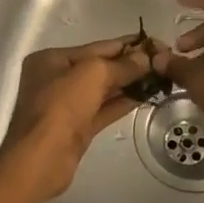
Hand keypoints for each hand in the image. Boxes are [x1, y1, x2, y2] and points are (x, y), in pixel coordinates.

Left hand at [0, 36, 151, 201]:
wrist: (41, 159)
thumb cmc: (61, 106)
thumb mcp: (92, 74)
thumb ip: (122, 65)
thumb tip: (146, 58)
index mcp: (52, 59)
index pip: (97, 46)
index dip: (127, 44)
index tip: (155, 43)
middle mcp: (57, 78)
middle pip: (100, 67)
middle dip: (130, 64)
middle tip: (162, 61)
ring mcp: (67, 105)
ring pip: (103, 89)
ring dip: (130, 83)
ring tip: (160, 77)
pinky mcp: (77, 127)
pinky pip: (104, 109)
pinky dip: (123, 102)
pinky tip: (145, 96)